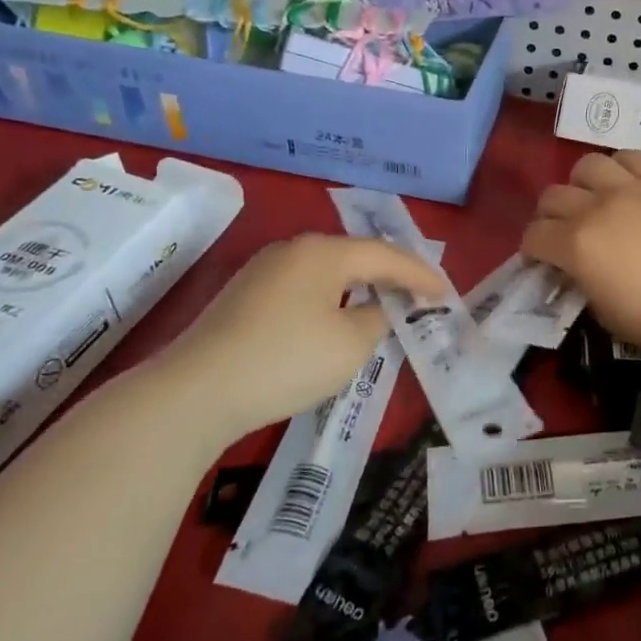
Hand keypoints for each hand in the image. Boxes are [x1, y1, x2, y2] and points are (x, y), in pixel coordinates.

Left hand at [144, 234, 445, 437]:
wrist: (196, 391)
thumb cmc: (286, 361)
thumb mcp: (350, 345)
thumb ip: (376, 320)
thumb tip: (373, 310)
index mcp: (323, 252)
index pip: (385, 255)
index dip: (420, 274)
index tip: (445, 292)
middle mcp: (293, 250)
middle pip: (354, 256)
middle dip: (389, 274)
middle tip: (418, 292)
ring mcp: (263, 270)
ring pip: (326, 271)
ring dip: (358, 286)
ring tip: (382, 302)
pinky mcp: (244, 296)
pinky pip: (302, 287)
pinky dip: (329, 299)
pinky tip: (334, 318)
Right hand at [523, 151, 640, 370]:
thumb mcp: (602, 310)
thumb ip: (581, 280)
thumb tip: (576, 268)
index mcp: (575, 245)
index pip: (534, 235)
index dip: (533, 248)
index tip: (543, 259)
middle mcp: (596, 208)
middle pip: (553, 196)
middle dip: (551, 216)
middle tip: (564, 231)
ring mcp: (631, 188)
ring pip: (587, 165)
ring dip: (583, 184)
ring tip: (597, 199)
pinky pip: (632, 157)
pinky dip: (622, 167)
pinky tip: (629, 184)